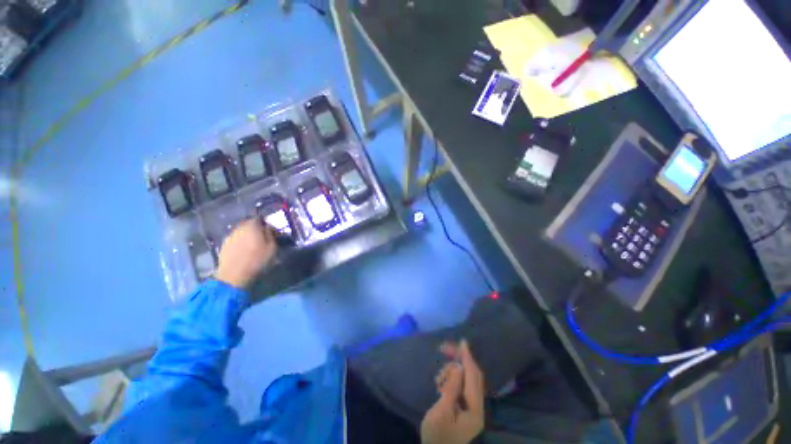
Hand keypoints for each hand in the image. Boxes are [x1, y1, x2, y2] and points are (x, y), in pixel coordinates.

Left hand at [215, 218, 276, 287]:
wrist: (233, 276)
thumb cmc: (257, 260)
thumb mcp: (272, 247)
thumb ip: (270, 234)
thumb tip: (268, 227)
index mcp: (251, 227)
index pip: (259, 219)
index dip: (265, 223)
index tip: (271, 231)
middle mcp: (238, 228)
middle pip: (248, 225)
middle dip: (255, 229)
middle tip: (262, 238)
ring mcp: (229, 237)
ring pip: (241, 233)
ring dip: (247, 236)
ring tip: (253, 246)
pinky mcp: (223, 246)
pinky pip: (235, 240)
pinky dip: (240, 243)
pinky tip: (244, 252)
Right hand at [420, 340, 484, 443]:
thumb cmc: (437, 435)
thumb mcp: (441, 411)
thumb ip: (452, 388)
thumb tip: (458, 366)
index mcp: (475, 410)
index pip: (473, 377)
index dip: (468, 358)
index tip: (462, 342)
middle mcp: (477, 407)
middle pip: (472, 376)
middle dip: (459, 360)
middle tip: (445, 348)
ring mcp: (471, 408)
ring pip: (465, 380)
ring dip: (452, 372)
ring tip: (438, 381)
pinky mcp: (464, 408)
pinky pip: (460, 386)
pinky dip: (451, 380)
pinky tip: (440, 385)